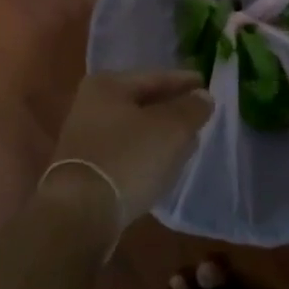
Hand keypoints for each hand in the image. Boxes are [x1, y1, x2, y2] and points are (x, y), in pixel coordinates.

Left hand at [43, 70, 212, 227]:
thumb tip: (202, 97)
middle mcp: (90, 104)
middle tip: (200, 114)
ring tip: (187, 141)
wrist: (81, 211)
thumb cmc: (128, 158)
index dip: (185, 82)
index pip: (155, 77)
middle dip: (172, 108)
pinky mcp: (86, 166)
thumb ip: (191, 109)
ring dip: (160, 133)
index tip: (207, 86)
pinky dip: (145, 153)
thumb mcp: (171, 129)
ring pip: (134, 128)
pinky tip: (163, 164)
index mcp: (107, 85)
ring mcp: (85, 136)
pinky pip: (125, 151)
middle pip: (142, 101)